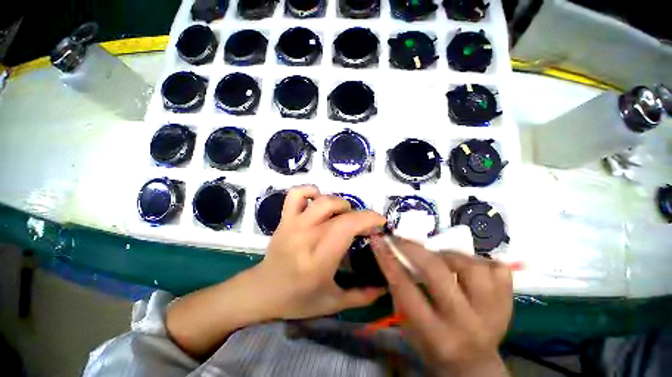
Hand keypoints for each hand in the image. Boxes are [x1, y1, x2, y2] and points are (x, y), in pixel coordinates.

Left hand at [252, 185, 386, 319]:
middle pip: (340, 213)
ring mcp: (293, 224)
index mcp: (319, 260)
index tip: (380, 222)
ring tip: (344, 215)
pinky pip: (296, 194)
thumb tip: (385, 287)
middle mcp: (306, 236)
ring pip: (323, 200)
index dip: (368, 219)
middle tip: (363, 226)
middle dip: (360, 215)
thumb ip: (361, 296)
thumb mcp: (332, 303)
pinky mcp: (285, 219)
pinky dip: (311, 191)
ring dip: (340, 204)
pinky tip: (318, 201)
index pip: (347, 227)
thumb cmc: (297, 299)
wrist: (262, 290)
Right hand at [371, 236, 512, 376]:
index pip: (405, 288)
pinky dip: (481, 261)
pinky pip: (497, 269)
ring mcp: (492, 311)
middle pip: (438, 272)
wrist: (474, 365)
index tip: (378, 240)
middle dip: (414, 249)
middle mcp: (465, 322)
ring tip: (441, 258)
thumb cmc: (434, 346)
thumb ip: (400, 294)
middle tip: (402, 240)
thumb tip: (393, 256)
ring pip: (470, 265)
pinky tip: (469, 267)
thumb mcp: (409, 328)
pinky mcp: (508, 302)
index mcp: (436, 334)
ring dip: (449, 255)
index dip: (388, 259)